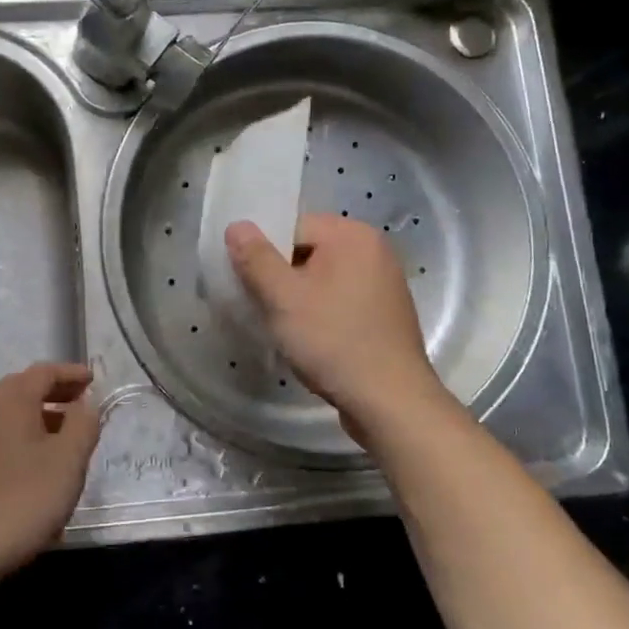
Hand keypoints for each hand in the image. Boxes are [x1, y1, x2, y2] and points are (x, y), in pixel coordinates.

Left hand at [0, 362, 102, 585]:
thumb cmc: (21, 500)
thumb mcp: (67, 461)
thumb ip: (83, 425)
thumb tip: (86, 404)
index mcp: (11, 401)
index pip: (44, 372)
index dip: (71, 373)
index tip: (93, 380)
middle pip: (24, 389)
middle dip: (55, 392)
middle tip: (82, 404)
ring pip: (11, 415)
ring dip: (40, 417)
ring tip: (66, 437)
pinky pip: (1, 437)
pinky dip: (24, 437)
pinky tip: (38, 465)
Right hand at [225, 214, 445, 437]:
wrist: (390, 402)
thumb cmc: (333, 341)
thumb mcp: (283, 298)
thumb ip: (256, 258)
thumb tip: (237, 226)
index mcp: (352, 235)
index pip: (293, 228)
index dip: (266, 255)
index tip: (251, 286)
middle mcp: (374, 250)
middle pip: (308, 252)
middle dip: (282, 278)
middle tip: (264, 309)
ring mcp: (384, 283)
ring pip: (323, 279)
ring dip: (300, 299)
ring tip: (286, 328)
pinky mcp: (385, 314)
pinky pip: (341, 300)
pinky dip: (322, 314)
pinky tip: (312, 340)